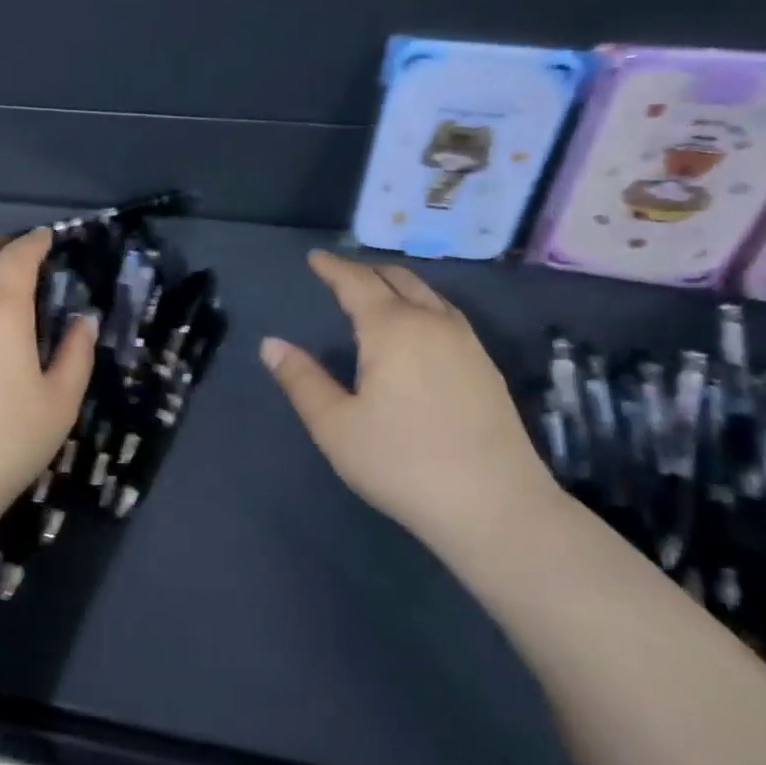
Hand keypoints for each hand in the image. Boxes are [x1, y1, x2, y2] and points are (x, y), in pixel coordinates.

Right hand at [259, 251, 550, 546]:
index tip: (315, 258)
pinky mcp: (486, 366)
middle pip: (397, 279)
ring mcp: (466, 343)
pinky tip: (418, 329)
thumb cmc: (402, 464)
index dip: (333, 268)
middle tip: (341, 275)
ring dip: (397, 285)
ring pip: (428, 294)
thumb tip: (271, 344)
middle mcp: (432, 323)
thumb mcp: (335, 426)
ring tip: (377, 294)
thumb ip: (301, 380)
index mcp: (392, 329)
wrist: (495, 506)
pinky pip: (447, 315)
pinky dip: (422, 305)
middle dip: (365, 271)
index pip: (357, 282)